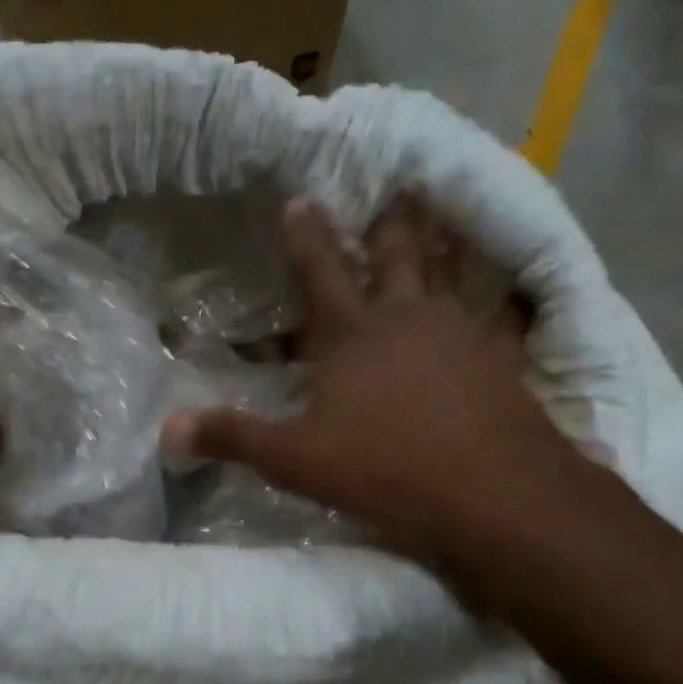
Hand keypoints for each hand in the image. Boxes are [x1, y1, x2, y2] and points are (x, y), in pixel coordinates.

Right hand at [162, 198, 585, 560]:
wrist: (493, 495)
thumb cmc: (385, 469)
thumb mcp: (296, 459)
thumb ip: (234, 437)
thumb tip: (167, 430)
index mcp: (352, 334)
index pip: (320, 270)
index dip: (306, 233)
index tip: (300, 198)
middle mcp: (407, 318)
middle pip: (397, 254)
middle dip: (390, 222)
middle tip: (397, 188)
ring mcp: (461, 334)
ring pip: (450, 273)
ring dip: (443, 245)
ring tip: (442, 218)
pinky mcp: (502, 359)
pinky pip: (506, 320)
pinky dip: (507, 303)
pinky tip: (514, 296)